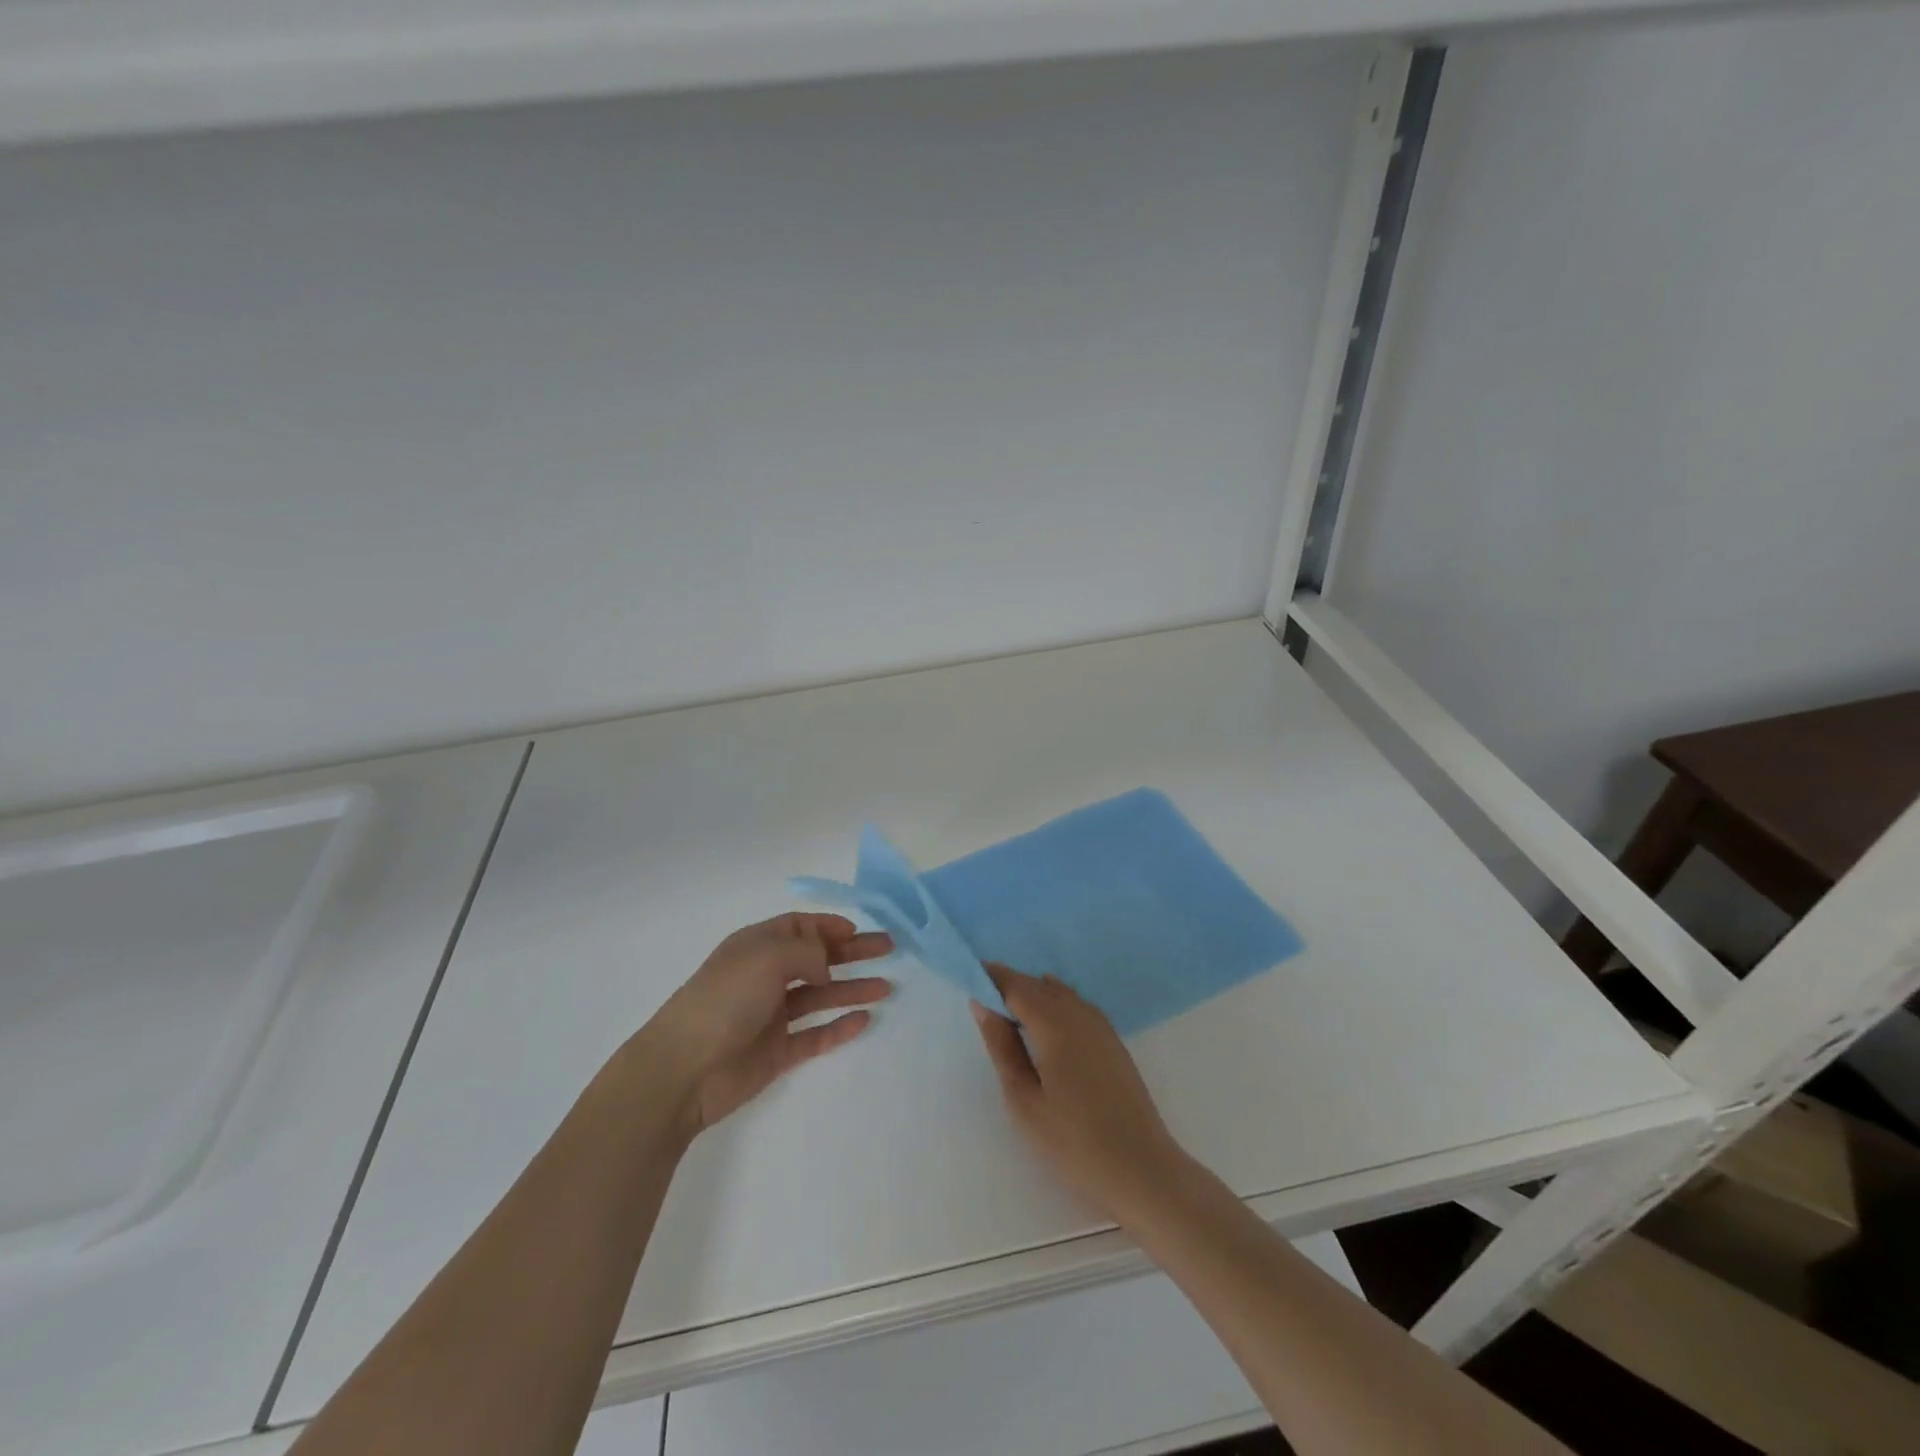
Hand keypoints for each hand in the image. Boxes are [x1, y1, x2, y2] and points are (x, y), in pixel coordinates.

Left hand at [635, 913, 892, 1140]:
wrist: (684, 1071)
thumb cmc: (724, 1000)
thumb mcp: (767, 957)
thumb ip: (807, 953)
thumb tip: (825, 968)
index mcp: (757, 947)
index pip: (798, 927)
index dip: (828, 926)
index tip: (857, 930)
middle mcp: (766, 977)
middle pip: (817, 959)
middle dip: (852, 952)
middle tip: (889, 949)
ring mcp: (772, 1016)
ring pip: (821, 997)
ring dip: (853, 989)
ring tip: (888, 987)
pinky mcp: (777, 1052)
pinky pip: (816, 1035)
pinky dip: (839, 1027)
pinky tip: (864, 1020)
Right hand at [972, 965, 1191, 1223]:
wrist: (1141, 1169)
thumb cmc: (1073, 1142)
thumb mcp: (1024, 1100)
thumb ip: (1002, 1047)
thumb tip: (983, 1004)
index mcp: (1054, 1024)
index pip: (1016, 985)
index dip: (992, 977)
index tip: (970, 977)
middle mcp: (1079, 1014)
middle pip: (1038, 985)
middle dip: (1010, 984)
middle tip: (984, 998)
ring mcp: (1101, 1026)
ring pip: (1060, 993)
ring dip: (1034, 993)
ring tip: (1011, 1013)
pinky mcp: (1114, 1041)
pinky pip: (1077, 1005)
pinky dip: (1056, 1003)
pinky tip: (1048, 1023)